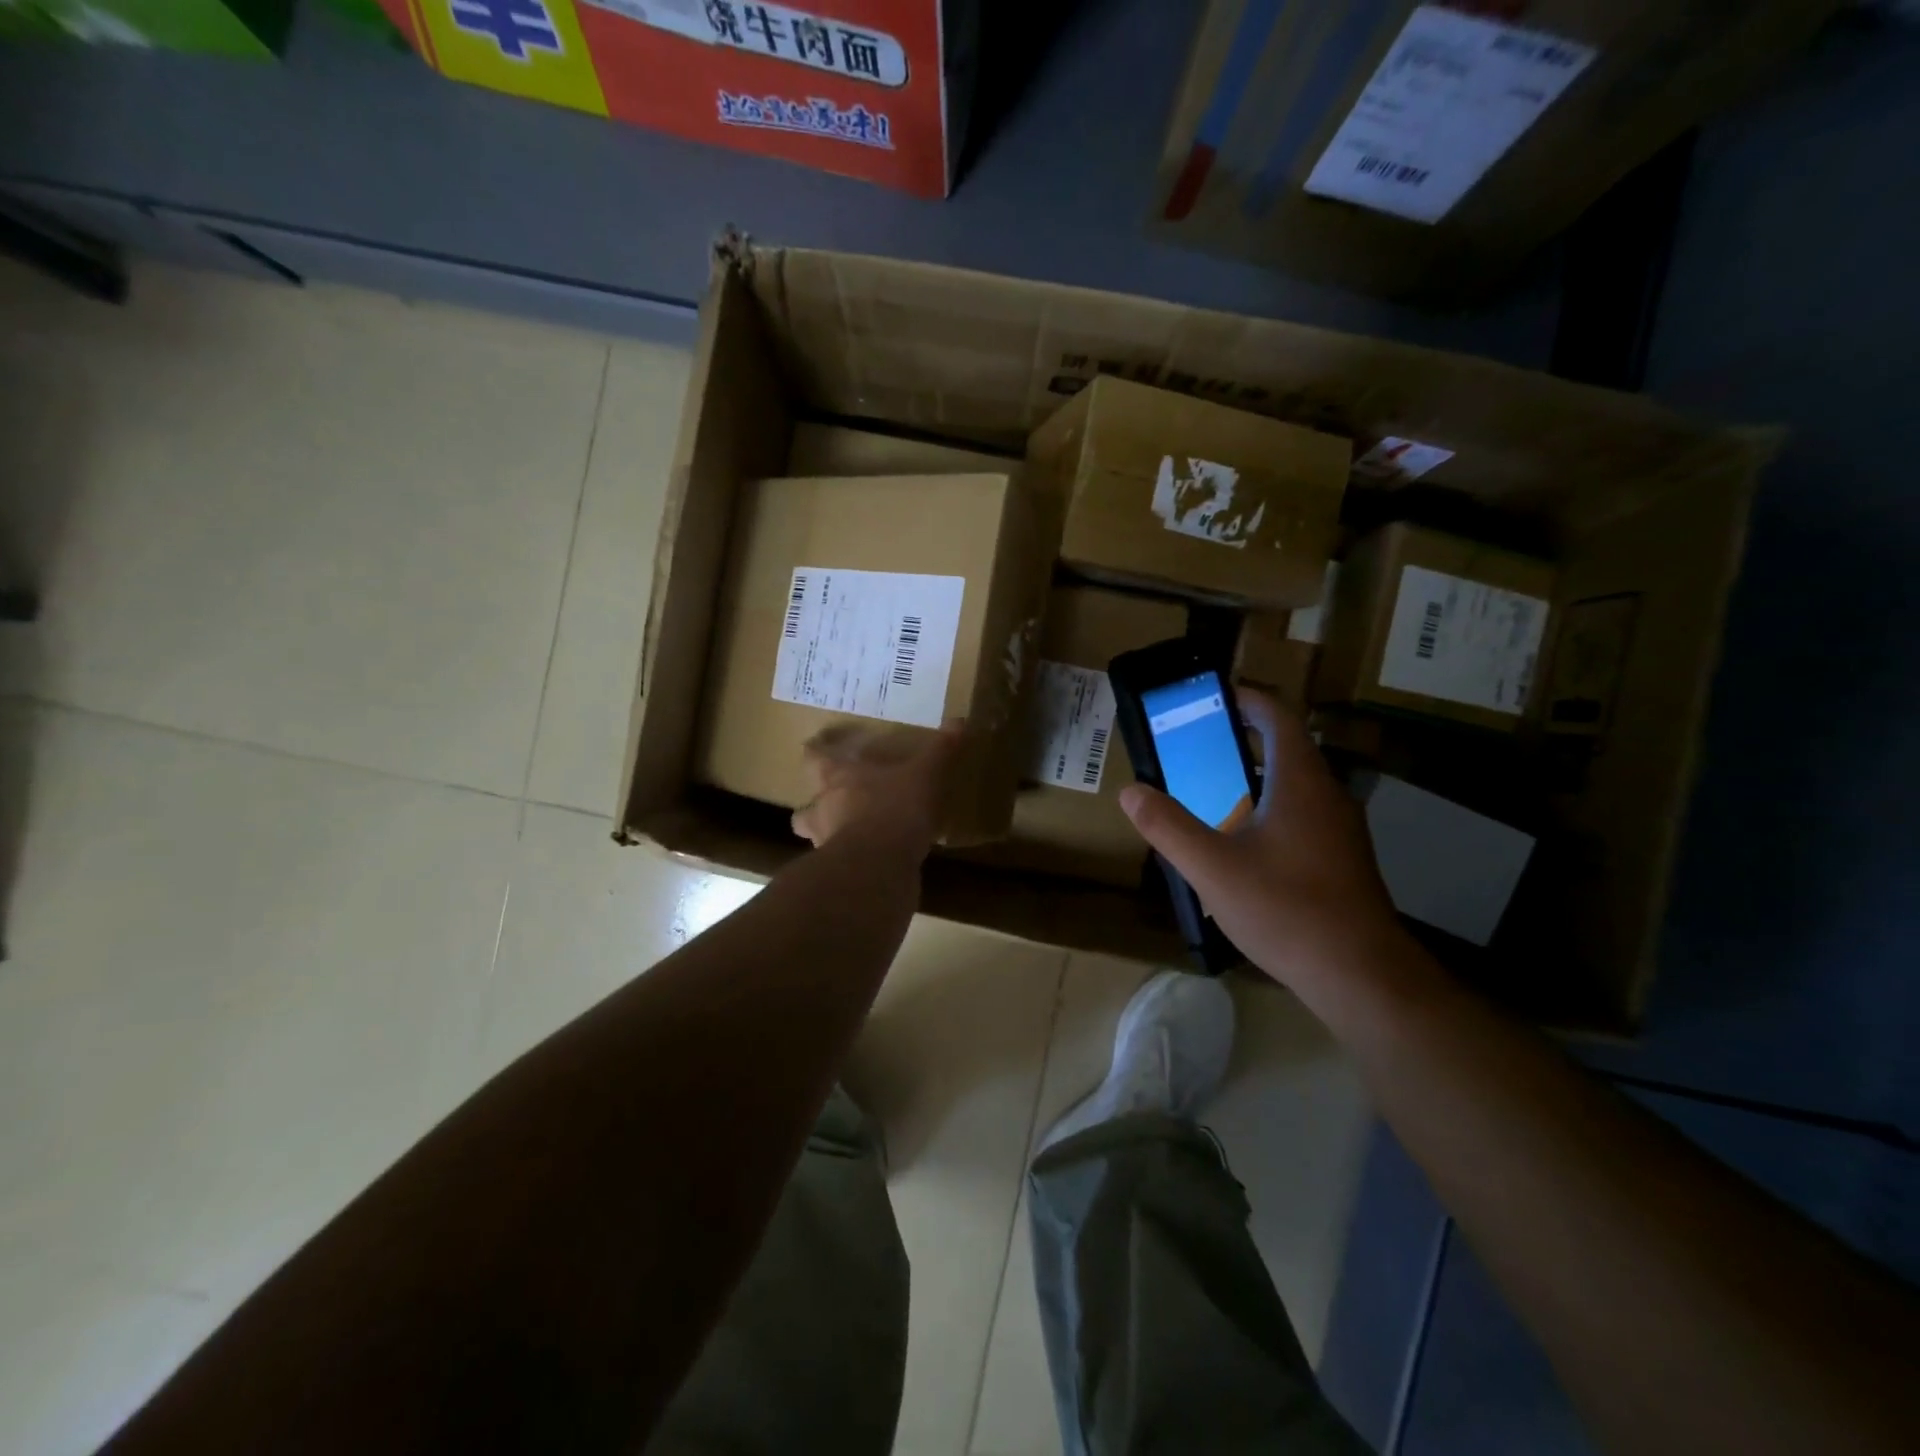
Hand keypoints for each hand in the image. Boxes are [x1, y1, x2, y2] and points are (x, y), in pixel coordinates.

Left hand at [791, 718, 965, 855]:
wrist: (879, 867)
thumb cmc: (894, 809)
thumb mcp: (924, 775)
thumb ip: (939, 751)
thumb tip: (958, 721)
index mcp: (838, 779)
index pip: (815, 759)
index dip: (815, 752)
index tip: (814, 746)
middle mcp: (824, 810)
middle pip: (804, 809)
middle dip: (813, 807)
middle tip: (829, 803)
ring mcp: (827, 845)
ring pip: (817, 839)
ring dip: (828, 837)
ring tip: (850, 836)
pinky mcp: (841, 874)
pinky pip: (842, 865)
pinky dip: (852, 862)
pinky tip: (872, 863)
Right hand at [1118, 691, 1411, 993]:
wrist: (1360, 975)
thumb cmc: (1286, 909)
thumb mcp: (1212, 867)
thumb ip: (1168, 826)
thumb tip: (1131, 791)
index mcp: (1301, 783)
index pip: (1279, 718)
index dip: (1249, 700)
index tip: (1216, 698)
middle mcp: (1328, 796)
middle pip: (1288, 749)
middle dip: (1245, 740)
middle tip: (1200, 747)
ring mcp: (1342, 830)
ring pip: (1297, 786)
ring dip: (1258, 777)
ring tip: (1215, 791)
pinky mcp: (1344, 860)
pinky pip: (1304, 816)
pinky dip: (1272, 809)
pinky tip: (1245, 843)